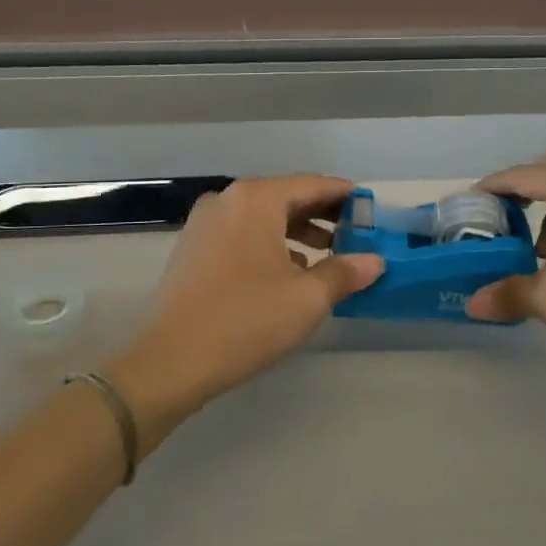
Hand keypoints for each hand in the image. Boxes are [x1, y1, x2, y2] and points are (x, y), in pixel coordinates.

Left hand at [110, 176, 383, 450]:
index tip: (370, 209)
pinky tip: (287, 272)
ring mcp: (205, 223)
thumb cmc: (246, 320)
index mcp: (256, 199)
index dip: (345, 196)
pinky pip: (242, 234)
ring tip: (327, 256)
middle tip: (355, 235)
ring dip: (297, 232)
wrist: (170, 361)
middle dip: (322, 215)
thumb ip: (344, 272)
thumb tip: (375, 262)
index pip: (312, 185)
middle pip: (286, 197)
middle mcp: (228, 200)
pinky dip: (269, 244)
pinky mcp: (193, 248)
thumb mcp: (306, 298)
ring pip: (262, 217)